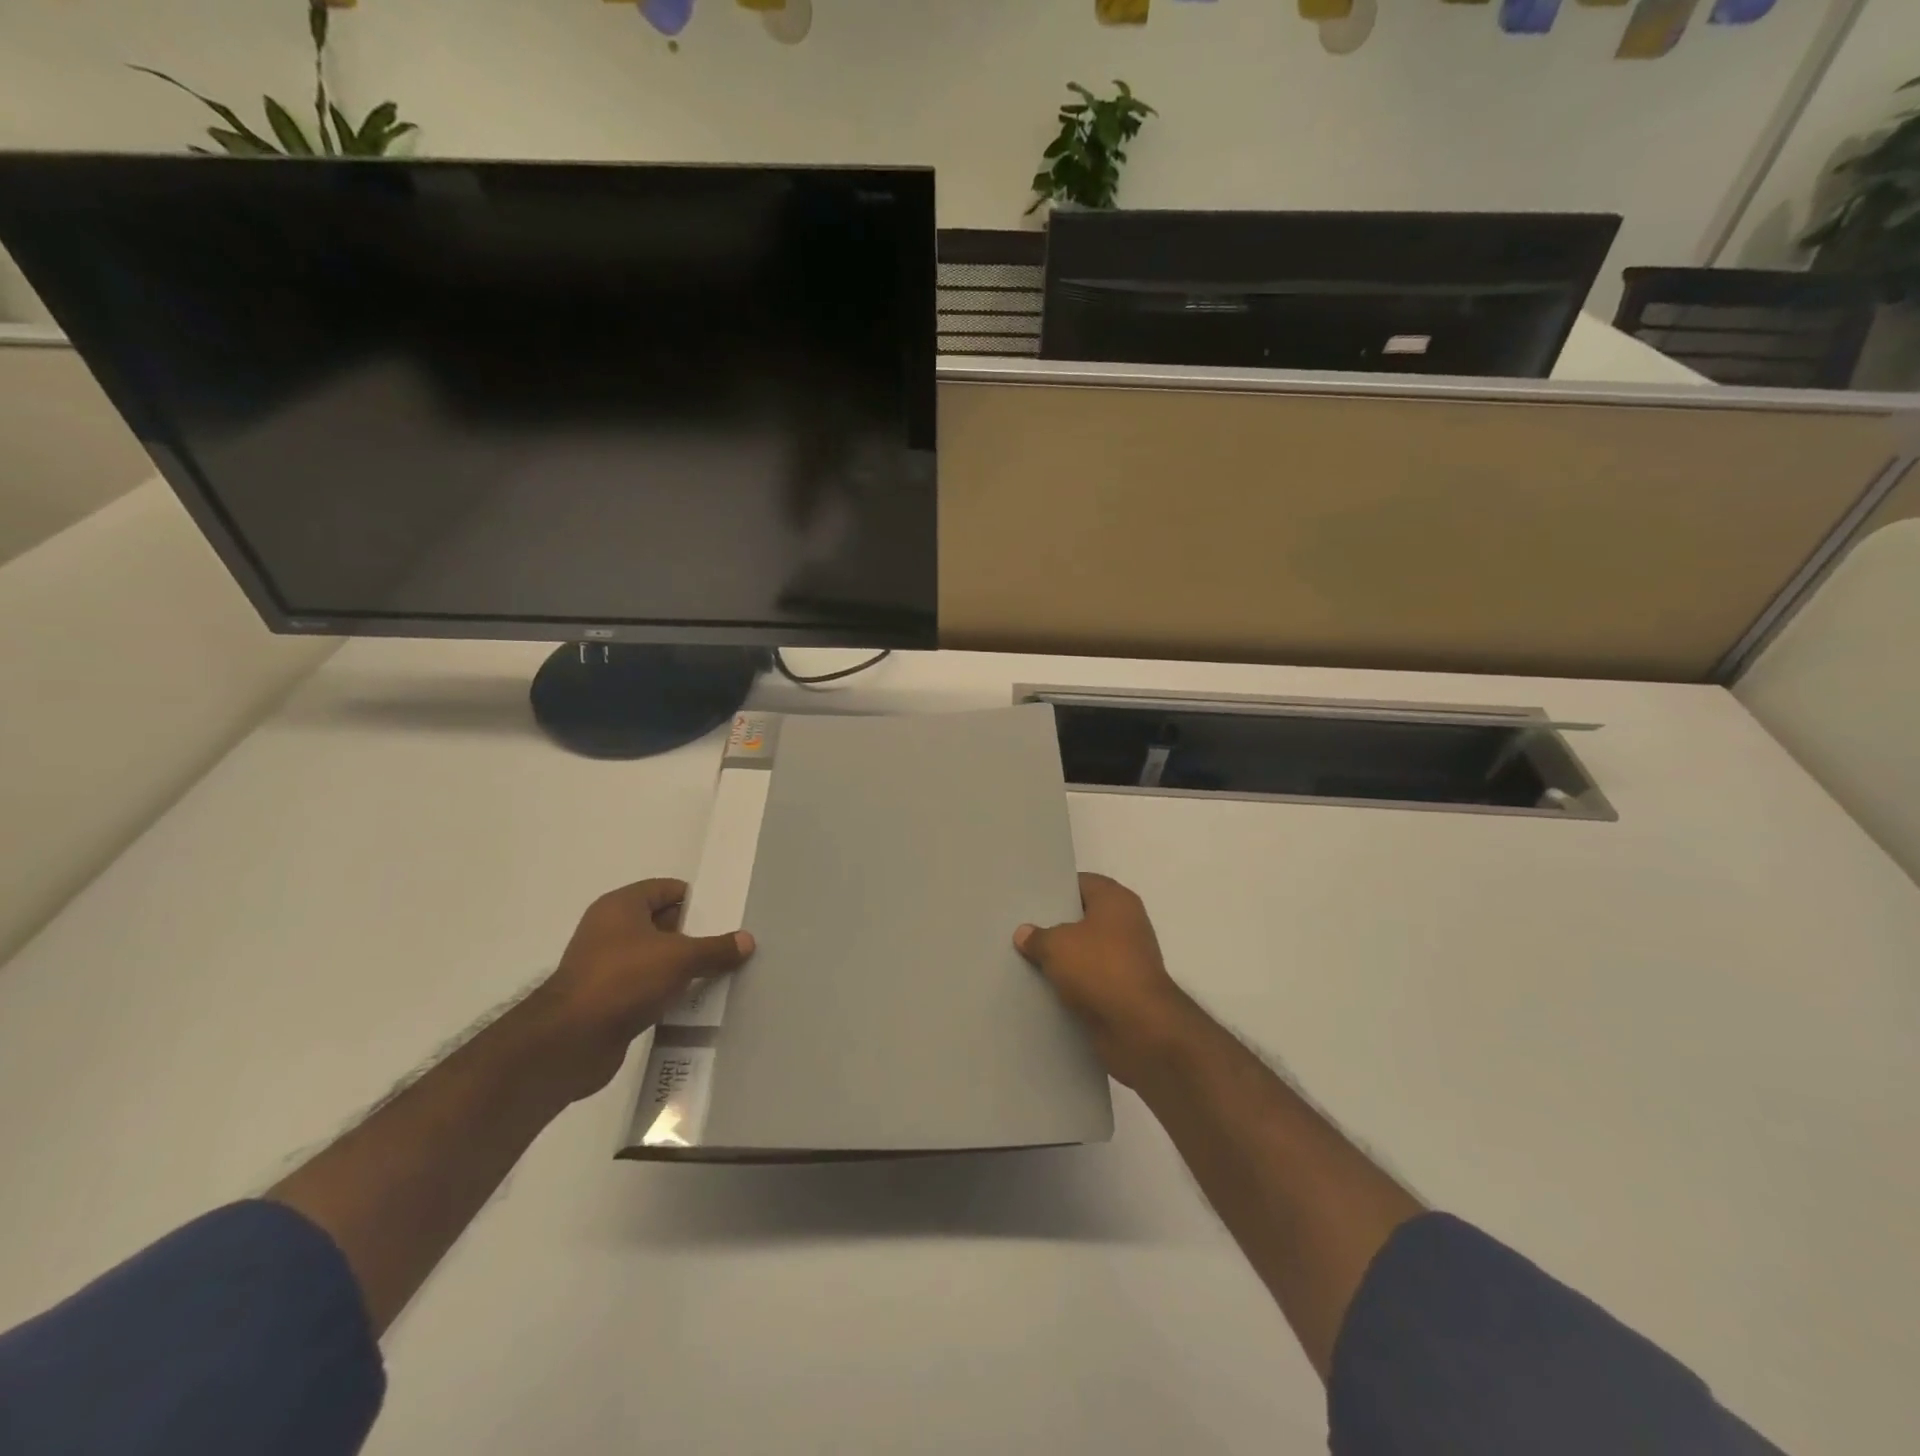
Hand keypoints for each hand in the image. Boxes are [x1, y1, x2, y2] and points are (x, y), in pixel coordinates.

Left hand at [528, 878, 753, 1100]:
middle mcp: (609, 930)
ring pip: (654, 958)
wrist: (570, 1041)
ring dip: (681, 967)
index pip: (666, 889)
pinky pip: (645, 987)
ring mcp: (605, 966)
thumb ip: (715, 948)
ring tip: (718, 974)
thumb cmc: (624, 980)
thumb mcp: (679, 958)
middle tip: (728, 946)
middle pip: (661, 923)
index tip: (726, 915)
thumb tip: (747, 940)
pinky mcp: (605, 1000)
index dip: (696, 900)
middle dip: (694, 935)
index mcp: (621, 906)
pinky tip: (692, 1002)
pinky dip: (666, 991)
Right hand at [1015, 873, 1199, 1086]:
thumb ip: (1038, 936)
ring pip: (1086, 951)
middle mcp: (1126, 924)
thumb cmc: (1100, 969)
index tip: (1027, 899)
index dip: (1055, 889)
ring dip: (1063, 958)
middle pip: (1083, 918)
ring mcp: (1127, 958)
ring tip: (1026, 957)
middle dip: (1055, 925)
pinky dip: (1073, 984)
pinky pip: (1091, 979)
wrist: (1140, 1027)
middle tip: (1021, 928)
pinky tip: (1044, 987)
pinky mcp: (1124, 990)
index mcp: (1116, 900)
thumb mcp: (1057, 945)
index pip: (1081, 883)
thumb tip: (1024, 933)